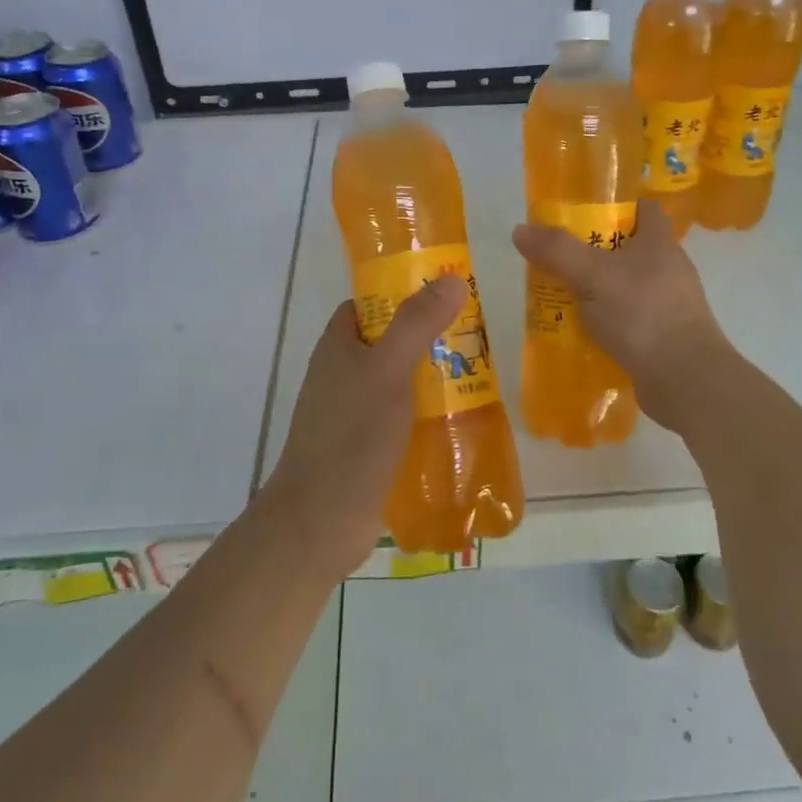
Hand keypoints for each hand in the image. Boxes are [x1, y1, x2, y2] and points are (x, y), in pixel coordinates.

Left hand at [262, 276, 467, 580]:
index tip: (444, 293)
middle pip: (391, 342)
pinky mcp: (370, 447)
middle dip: (430, 338)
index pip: (369, 304)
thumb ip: (417, 324)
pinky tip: (463, 420)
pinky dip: (430, 414)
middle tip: (475, 336)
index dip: (402, 292)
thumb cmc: (351, 436)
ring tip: (480, 375)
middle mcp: (344, 374)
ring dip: (435, 378)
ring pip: (402, 381)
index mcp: (338, 347)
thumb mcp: (388, 370)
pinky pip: (405, 418)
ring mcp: (355, 413)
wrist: (321, 522)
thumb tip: (453, 279)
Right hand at [511, 199, 729, 429]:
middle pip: (629, 248)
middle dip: (594, 252)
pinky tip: (582, 333)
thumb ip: (557, 251)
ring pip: (626, 287)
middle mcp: (669, 268)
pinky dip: (607, 323)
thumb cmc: (641, 313)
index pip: (644, 209)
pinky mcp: (664, 337)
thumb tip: (520, 230)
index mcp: (660, 242)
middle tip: (559, 260)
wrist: (684, 379)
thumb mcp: (592, 275)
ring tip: (563, 298)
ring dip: (598, 291)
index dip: (616, 206)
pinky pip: (629, 320)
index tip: (582, 214)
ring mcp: (670, 304)